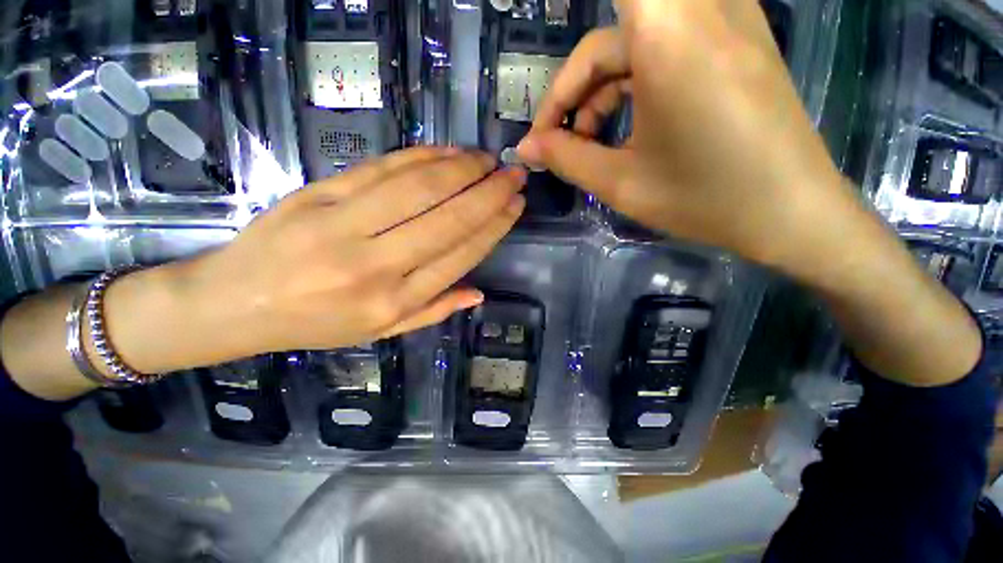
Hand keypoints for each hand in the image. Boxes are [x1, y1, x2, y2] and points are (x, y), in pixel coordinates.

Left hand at [105, 148, 525, 371]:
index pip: (460, 255)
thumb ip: (433, 310)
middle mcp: (376, 264)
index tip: (515, 205)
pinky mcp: (320, 193)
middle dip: (489, 193)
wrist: (235, 303)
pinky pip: (382, 168)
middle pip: (447, 218)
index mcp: (394, 301)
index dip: (493, 226)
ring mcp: (344, 224)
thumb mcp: (381, 332)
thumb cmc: (316, 324)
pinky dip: (422, 156)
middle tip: (514, 174)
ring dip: (462, 169)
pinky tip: (448, 151)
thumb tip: (479, 293)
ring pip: (419, 187)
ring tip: (487, 160)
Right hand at [517, 0, 851, 272]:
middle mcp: (698, 8)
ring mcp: (723, 20)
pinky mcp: (735, 39)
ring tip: (589, 143)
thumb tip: (525, 148)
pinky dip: (634, 82)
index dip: (580, 58)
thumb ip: (566, 158)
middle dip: (573, 92)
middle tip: (556, 142)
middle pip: (606, 41)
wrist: (791, 211)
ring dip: (601, 91)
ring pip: (633, 43)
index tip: (563, 105)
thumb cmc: (704, 198)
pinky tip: (627, 127)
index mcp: (667, 35)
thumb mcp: (621, 183)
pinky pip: (664, 46)